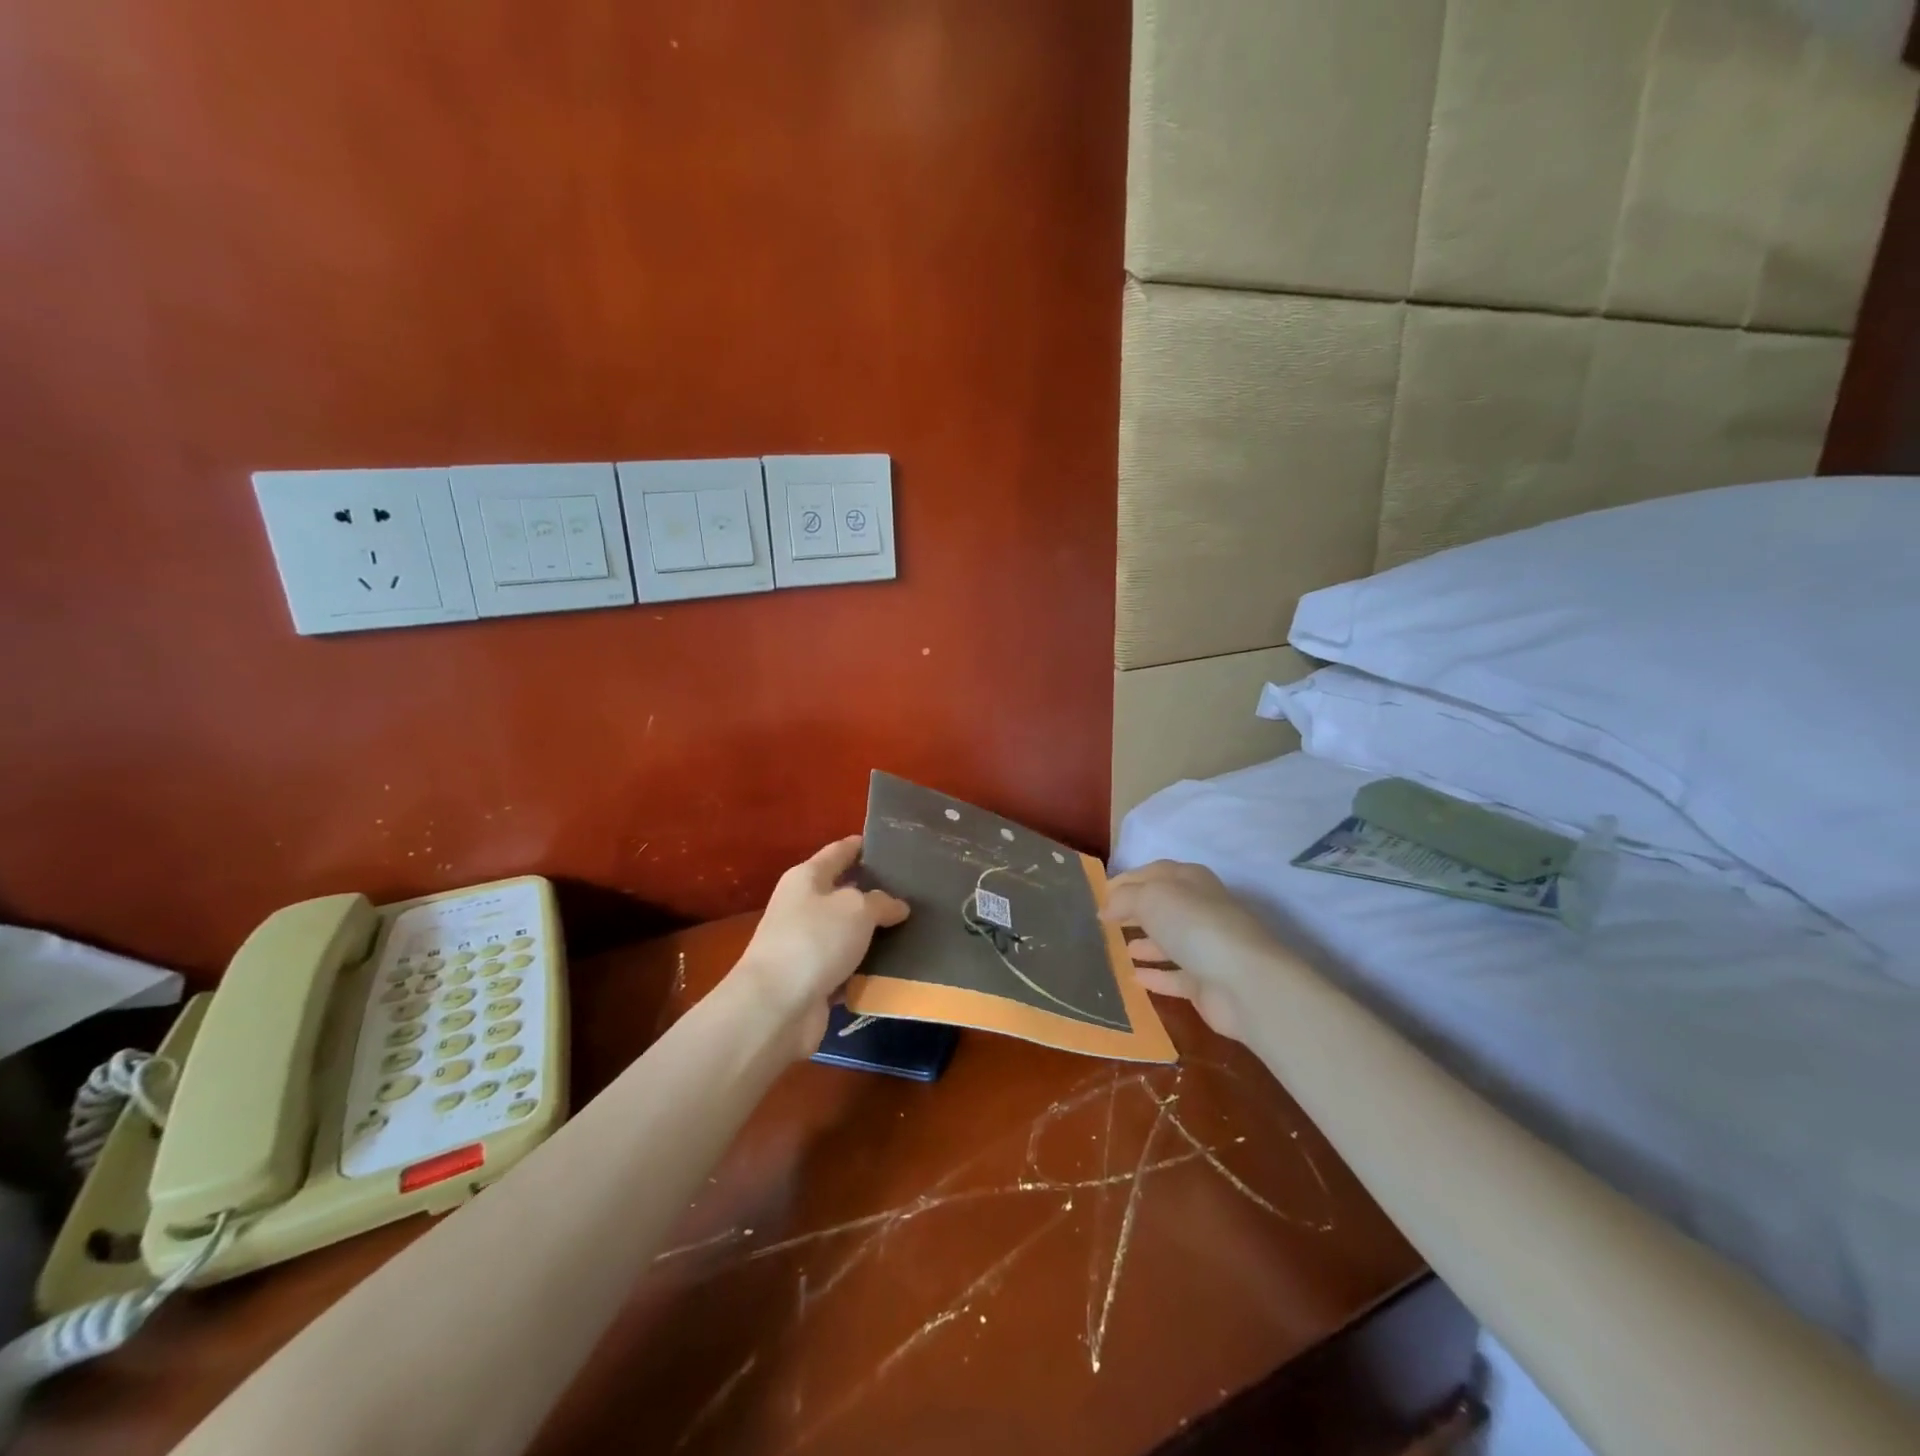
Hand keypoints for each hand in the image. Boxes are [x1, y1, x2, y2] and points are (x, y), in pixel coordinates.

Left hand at [732, 835, 909, 1056]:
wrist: (775, 1007)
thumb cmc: (814, 941)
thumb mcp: (856, 909)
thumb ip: (881, 901)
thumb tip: (896, 906)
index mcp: (806, 877)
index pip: (839, 852)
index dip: (863, 846)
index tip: (892, 845)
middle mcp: (803, 906)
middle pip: (845, 893)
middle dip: (876, 893)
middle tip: (916, 891)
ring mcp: (805, 945)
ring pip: (848, 933)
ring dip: (875, 935)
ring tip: (915, 929)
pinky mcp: (812, 980)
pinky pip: (847, 966)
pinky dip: (866, 968)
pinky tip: (896, 967)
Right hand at [1102, 860, 1282, 1042]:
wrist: (1244, 983)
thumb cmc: (1194, 926)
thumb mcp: (1150, 898)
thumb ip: (1123, 898)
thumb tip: (1106, 908)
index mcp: (1189, 880)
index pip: (1152, 873)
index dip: (1125, 881)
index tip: (1098, 895)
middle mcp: (1199, 909)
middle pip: (1160, 907)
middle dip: (1133, 911)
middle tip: (1103, 922)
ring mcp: (1205, 947)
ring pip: (1168, 941)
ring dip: (1144, 943)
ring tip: (1115, 947)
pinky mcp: (1206, 982)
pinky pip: (1174, 975)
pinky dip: (1155, 975)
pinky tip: (1132, 977)